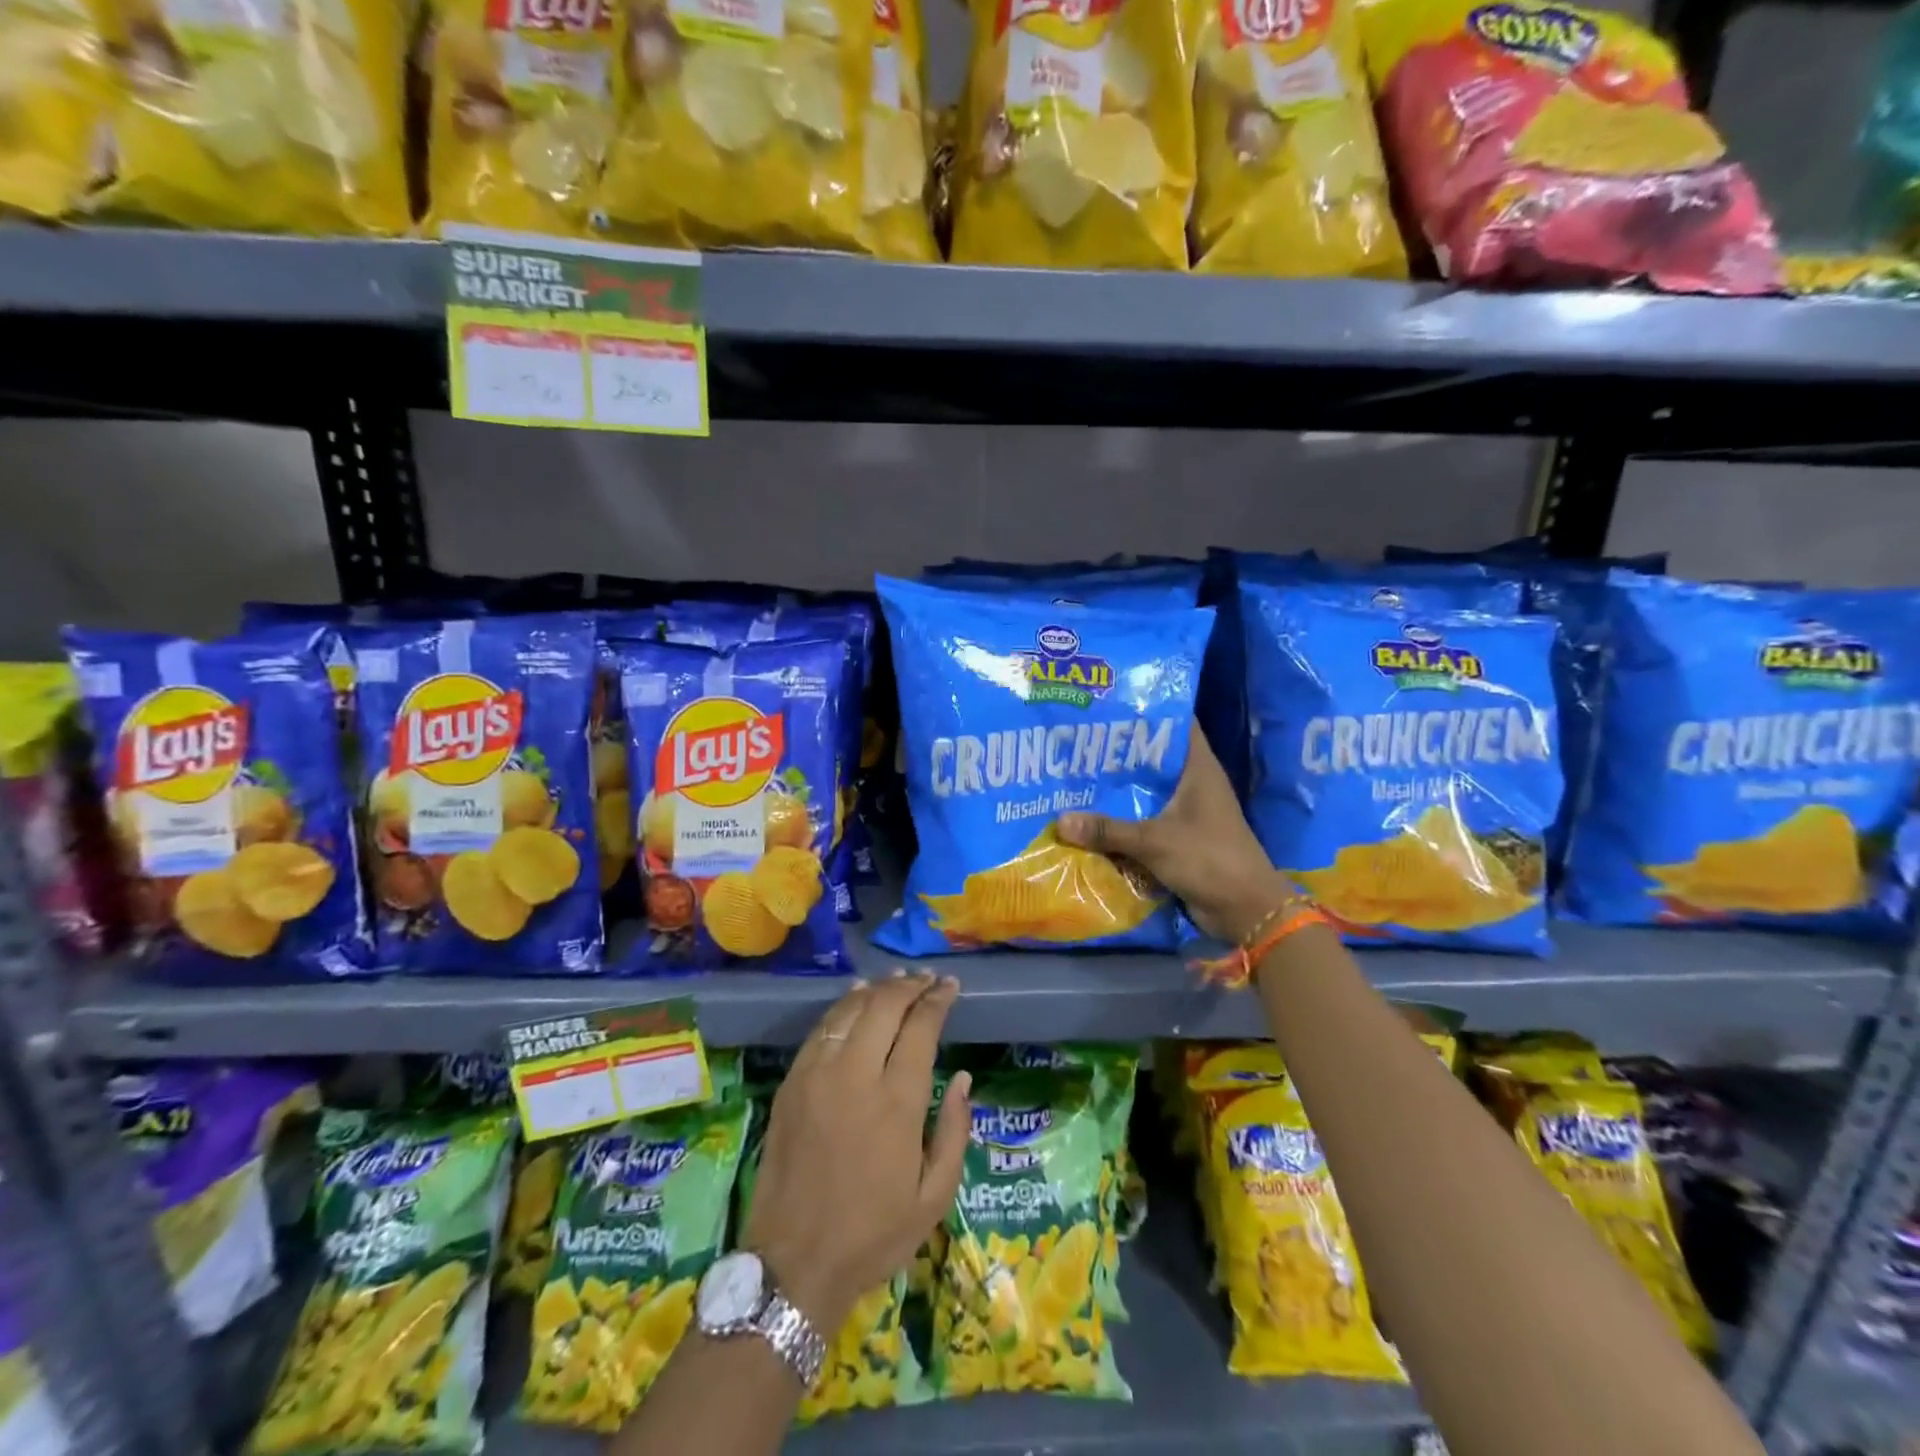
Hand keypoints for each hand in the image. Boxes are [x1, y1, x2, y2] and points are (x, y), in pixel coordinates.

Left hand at [743, 972, 971, 1333]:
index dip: (937, 1000)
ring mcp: (818, 1075)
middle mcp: (857, 1075)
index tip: (950, 987)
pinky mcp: (792, 1083)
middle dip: (910, 986)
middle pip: (885, 1006)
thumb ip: (955, 1131)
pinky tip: (855, 999)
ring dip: (877, 990)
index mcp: (897, 1102)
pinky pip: (821, 1029)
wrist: (793, 1264)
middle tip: (927, 980)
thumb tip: (963, 1077)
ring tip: (896, 982)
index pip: (920, 1028)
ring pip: (850, 1010)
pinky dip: (842, 1006)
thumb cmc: (872, 1235)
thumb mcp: (933, 1198)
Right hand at [1056, 724, 1293, 943]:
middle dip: (1120, 752)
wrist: (1246, 911)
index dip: (1147, 711)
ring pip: (1147, 791)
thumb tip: (1060, 821)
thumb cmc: (1209, 859)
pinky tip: (1091, 816)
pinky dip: (1123, 819)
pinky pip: (1146, 820)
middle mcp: (1193, 784)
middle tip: (1078, 741)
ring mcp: (1188, 812)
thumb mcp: (1154, 841)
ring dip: (1119, 789)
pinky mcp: (1180, 838)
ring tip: (1077, 775)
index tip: (1109, 704)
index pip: (1176, 724)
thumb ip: (1107, 830)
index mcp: (1199, 769)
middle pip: (1154, 758)